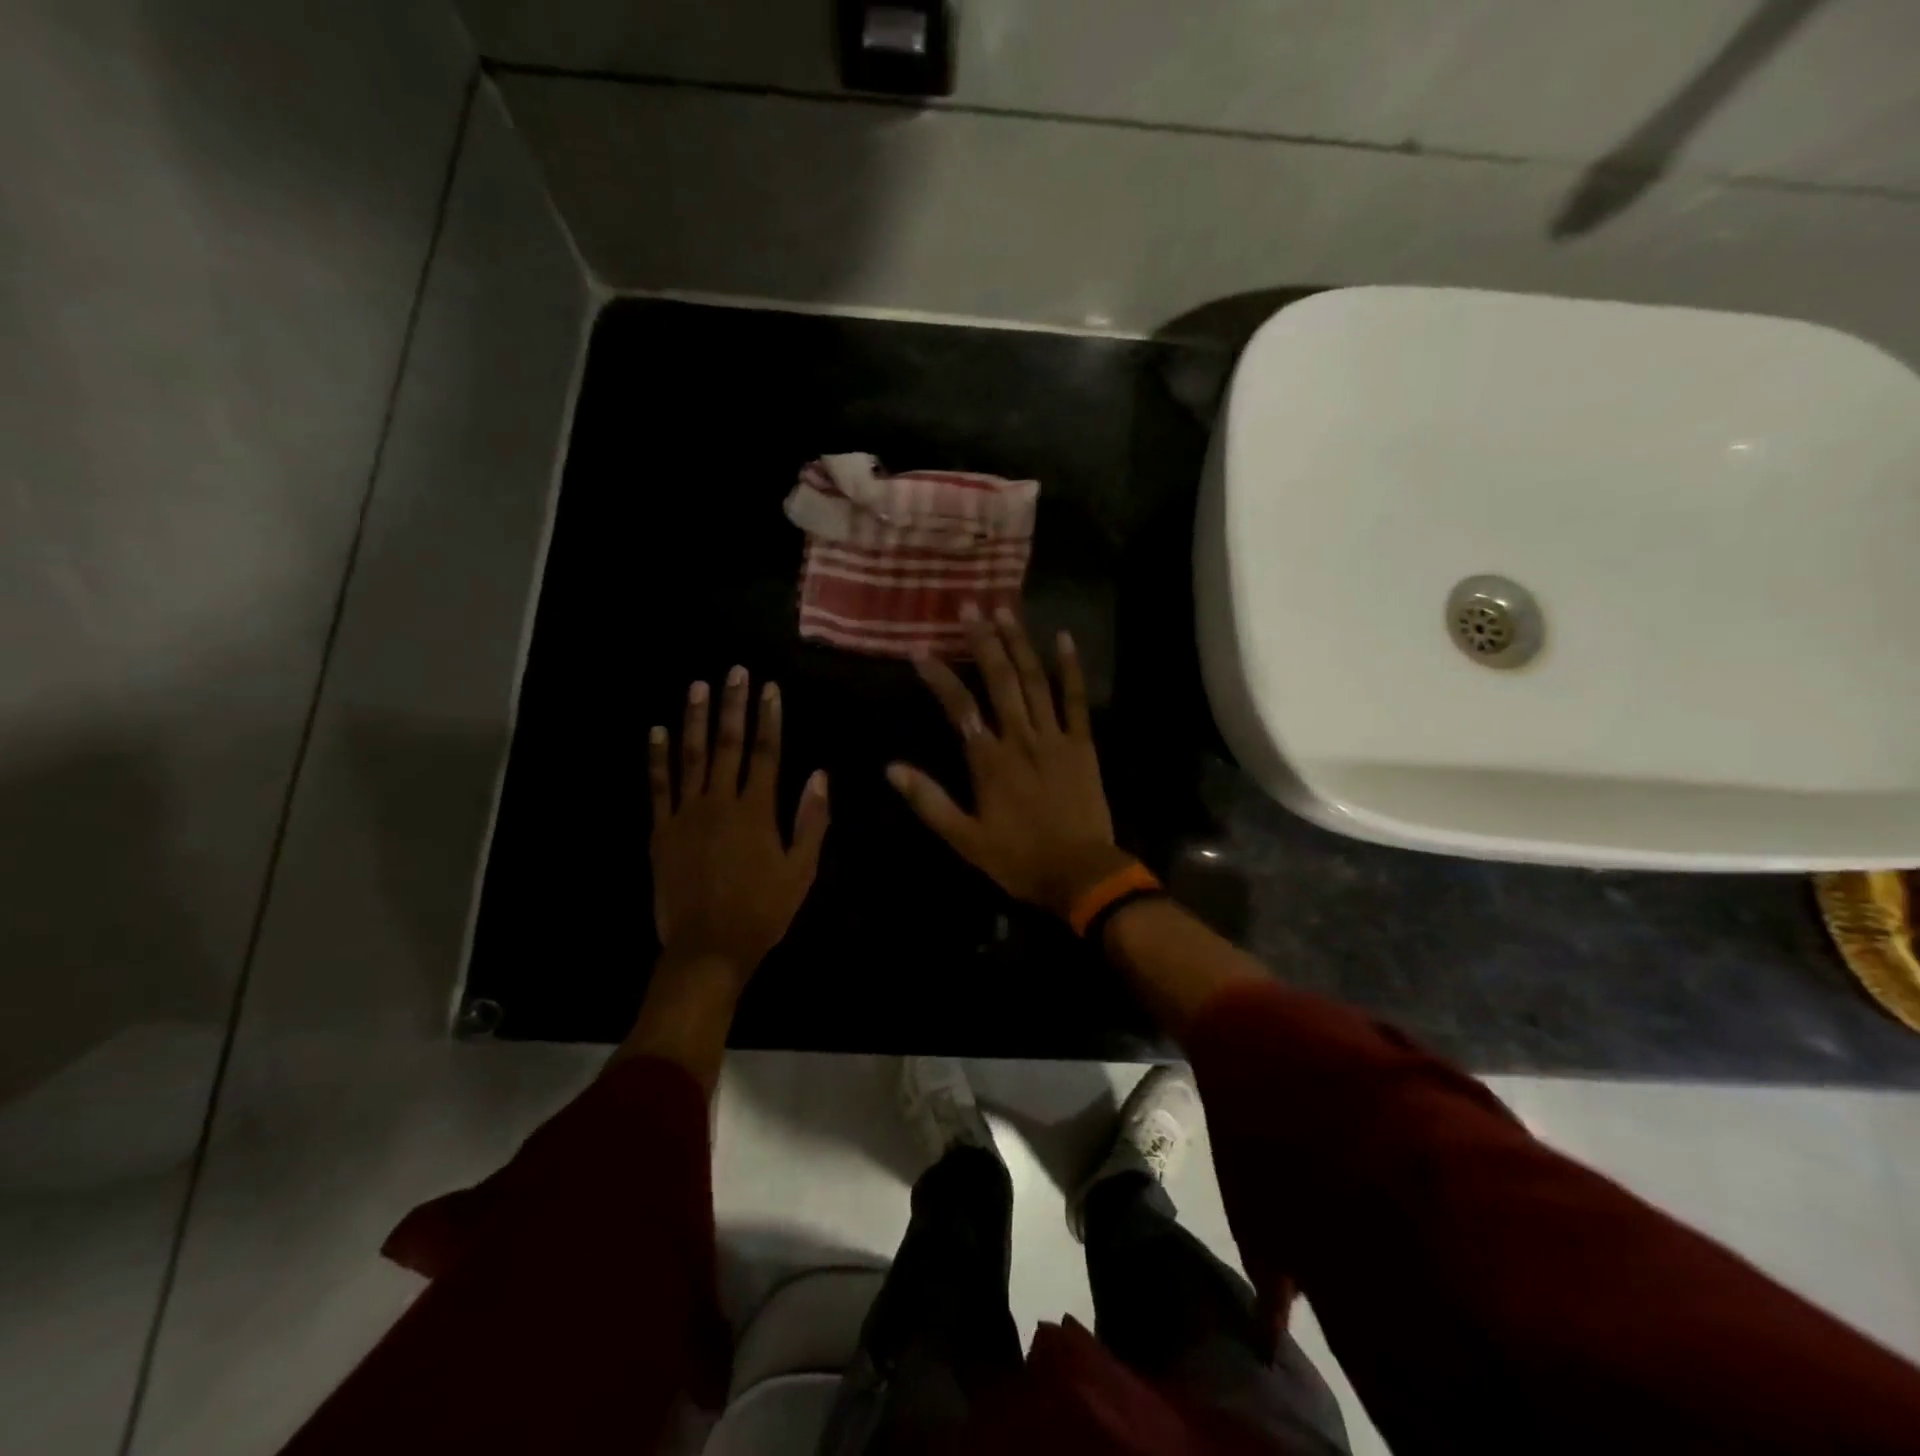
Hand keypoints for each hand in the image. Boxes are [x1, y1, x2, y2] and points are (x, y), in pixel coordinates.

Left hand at [649, 666, 829, 978]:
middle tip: (734, 671)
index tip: (770, 688)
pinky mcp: (661, 831)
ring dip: (695, 719)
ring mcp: (686, 815)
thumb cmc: (762, 911)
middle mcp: (720, 803)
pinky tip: (657, 731)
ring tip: (698, 686)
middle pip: (727, 745)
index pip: (765, 753)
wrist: (708, 948)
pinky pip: (658, 787)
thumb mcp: (801, 871)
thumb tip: (820, 776)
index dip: (768, 718)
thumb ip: (810, 822)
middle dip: (733, 705)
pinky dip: (657, 758)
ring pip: (691, 757)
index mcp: (756, 812)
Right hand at [887, 605, 1133, 918]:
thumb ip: (929, 801)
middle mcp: (1020, 738)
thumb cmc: (1018, 859)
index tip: (920, 650)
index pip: (959, 707)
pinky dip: (1071, 669)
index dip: (938, 676)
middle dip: (982, 641)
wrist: (1080, 873)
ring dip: (1019, 643)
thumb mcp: (965, 839)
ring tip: (1005, 609)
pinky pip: (1076, 700)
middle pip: (999, 680)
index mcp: (989, 760)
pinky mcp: (1082, 744)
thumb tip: (891, 769)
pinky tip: (1064, 638)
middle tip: (969, 606)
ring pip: (1035, 680)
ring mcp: (1055, 737)